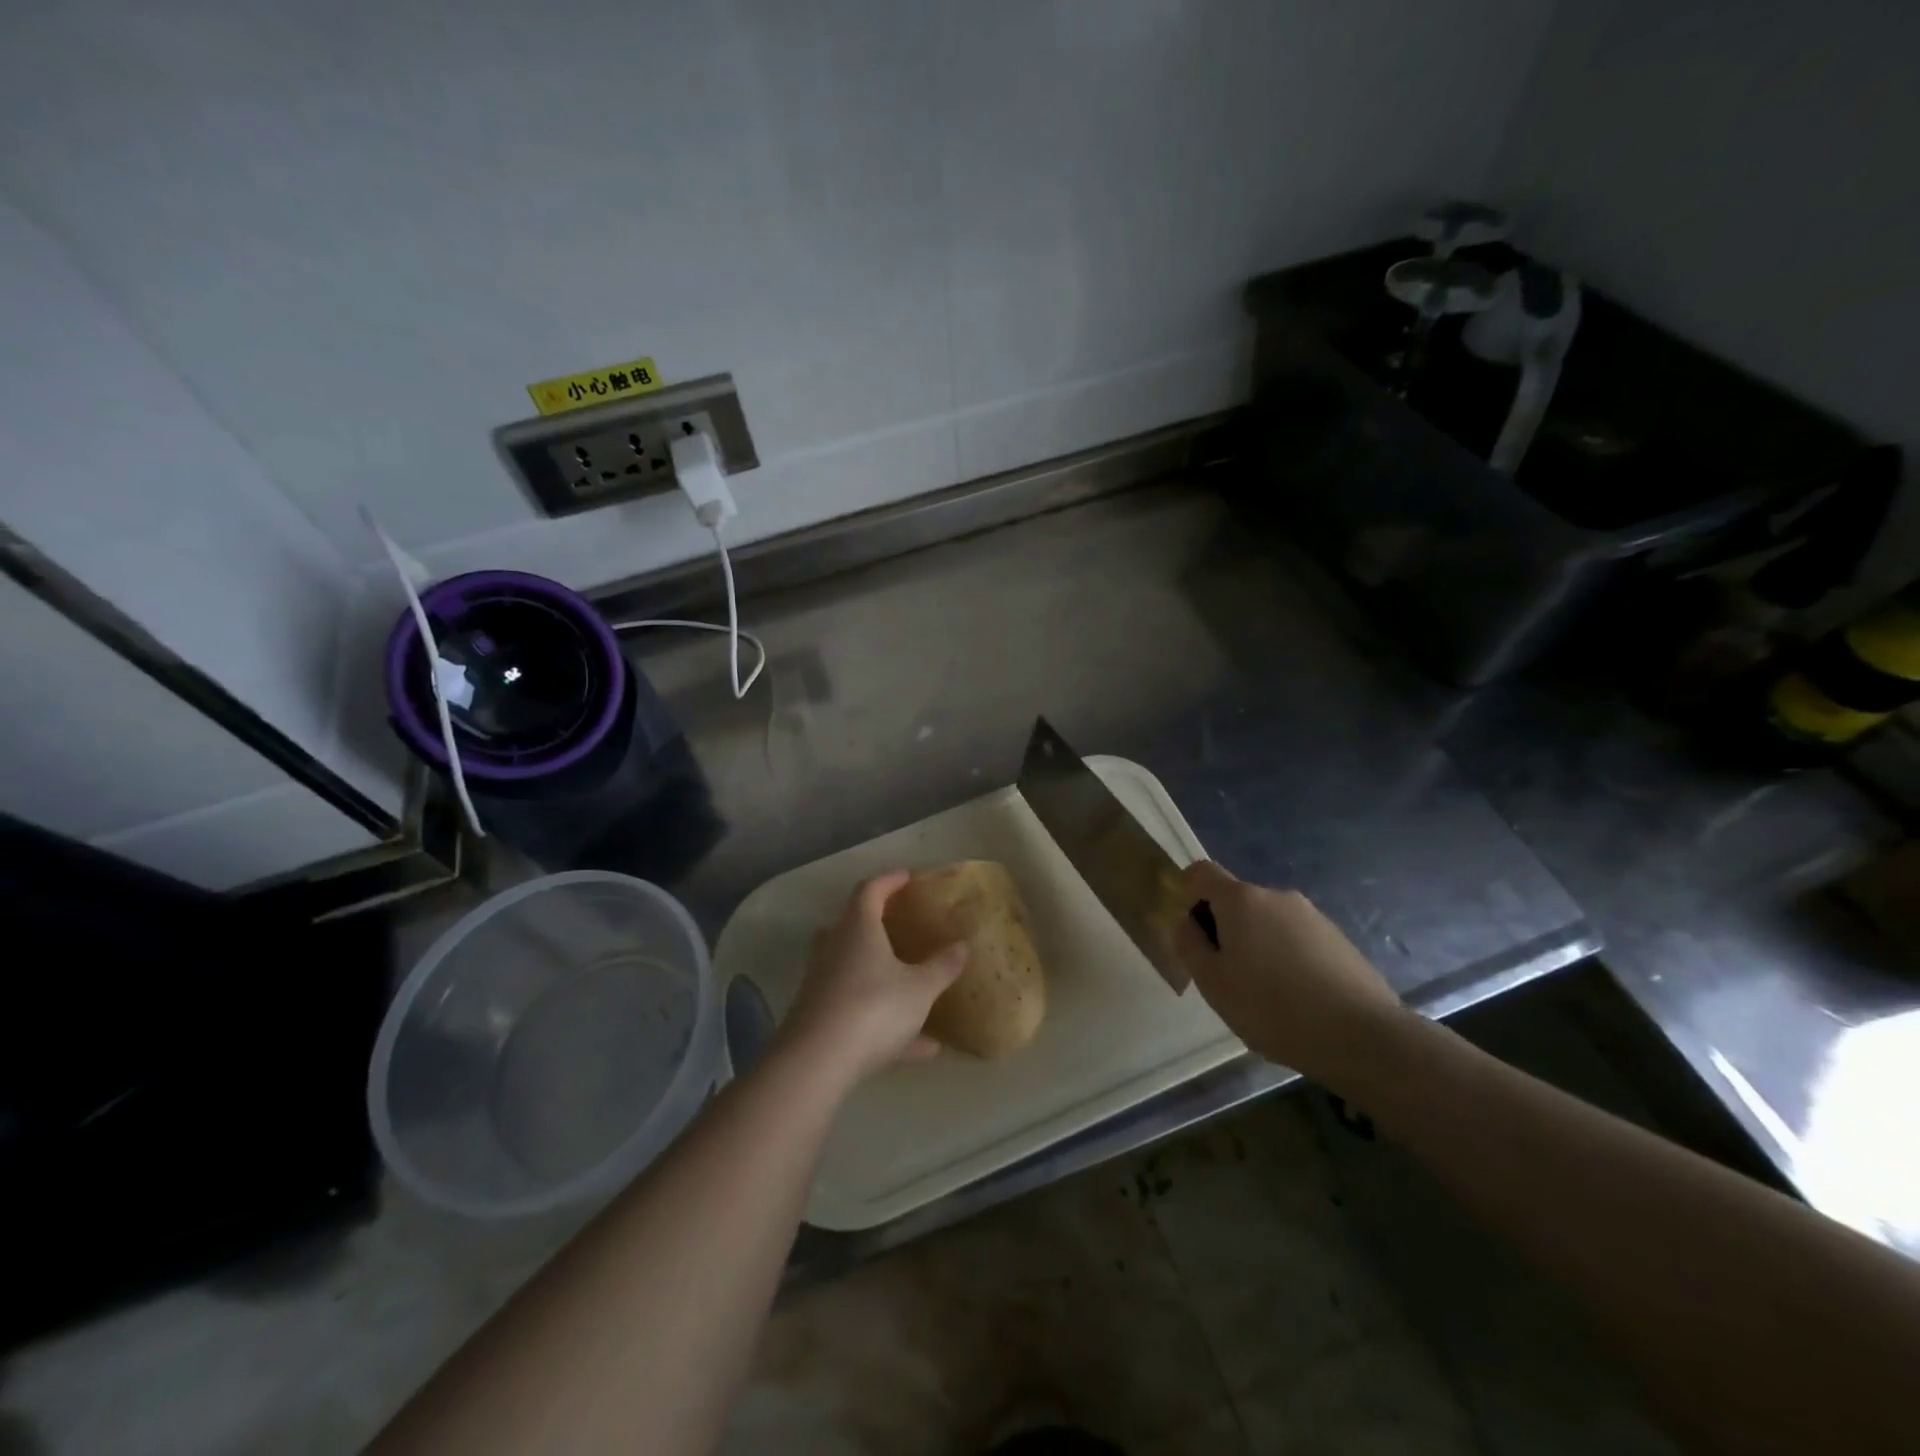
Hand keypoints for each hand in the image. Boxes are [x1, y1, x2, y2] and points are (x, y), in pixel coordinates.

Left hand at [774, 871, 968, 1088]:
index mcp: (858, 928)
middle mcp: (834, 948)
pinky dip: (886, 1022)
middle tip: (903, 924)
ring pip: (855, 970)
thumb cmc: (873, 1008)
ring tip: (914, 985)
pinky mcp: (819, 1018)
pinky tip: (921, 1048)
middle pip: (853, 925)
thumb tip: (962, 945)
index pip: (870, 890)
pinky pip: (858, 1010)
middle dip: (878, 923)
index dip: (889, 880)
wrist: (816, 1063)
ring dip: (883, 975)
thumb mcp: (919, 989)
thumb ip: (942, 966)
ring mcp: (822, 984)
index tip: (907, 876)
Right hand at [1173, 860, 1403, 1084]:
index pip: (1201, 872)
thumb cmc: (1272, 1008)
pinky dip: (1287, 958)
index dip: (1187, 893)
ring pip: (1268, 921)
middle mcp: (1277, 896)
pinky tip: (1297, 999)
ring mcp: (1313, 915)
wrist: (1363, 1037)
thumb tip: (1187, 922)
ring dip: (1257, 945)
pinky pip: (1296, 939)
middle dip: (1224, 928)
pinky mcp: (1338, 939)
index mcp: (1241, 899)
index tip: (1192, 932)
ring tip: (1265, 994)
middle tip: (1227, 975)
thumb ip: (1189, 944)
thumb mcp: (1213, 983)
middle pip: (1236, 900)